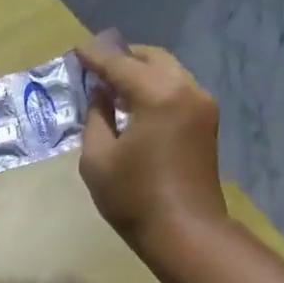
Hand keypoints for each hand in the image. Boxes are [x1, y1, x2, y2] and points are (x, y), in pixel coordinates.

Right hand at [75, 38, 228, 257]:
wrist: (185, 232)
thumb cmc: (134, 197)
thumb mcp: (98, 158)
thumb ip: (96, 117)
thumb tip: (100, 95)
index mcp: (158, 95)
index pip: (120, 64)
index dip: (95, 57)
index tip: (77, 50)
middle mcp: (186, 90)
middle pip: (151, 59)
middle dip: (123, 58)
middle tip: (95, 65)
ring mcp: (202, 106)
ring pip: (168, 72)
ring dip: (141, 72)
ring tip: (113, 83)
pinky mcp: (206, 123)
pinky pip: (177, 90)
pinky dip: (155, 87)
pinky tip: (135, 102)